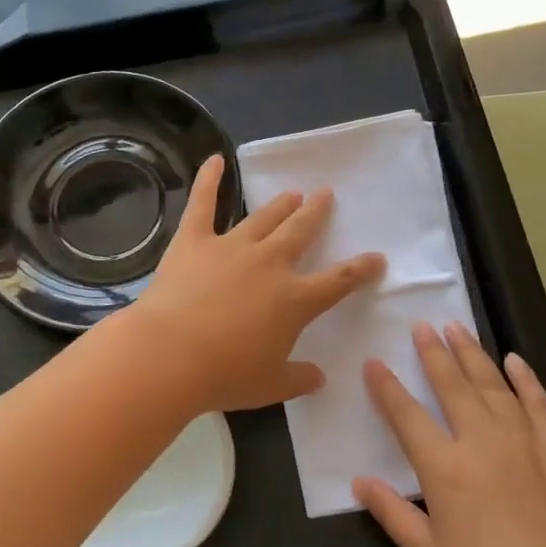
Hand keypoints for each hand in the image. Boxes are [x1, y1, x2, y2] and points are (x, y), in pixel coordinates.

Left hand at [126, 155, 384, 413]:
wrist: (169, 356)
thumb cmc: (224, 376)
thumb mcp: (270, 387)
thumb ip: (299, 380)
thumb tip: (319, 378)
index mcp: (294, 300)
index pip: (339, 281)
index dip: (360, 269)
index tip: (376, 257)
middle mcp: (270, 264)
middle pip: (300, 232)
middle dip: (316, 213)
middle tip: (324, 195)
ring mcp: (232, 247)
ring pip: (263, 218)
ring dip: (280, 204)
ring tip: (291, 193)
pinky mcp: (194, 241)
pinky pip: (203, 204)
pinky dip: (209, 180)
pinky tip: (215, 160)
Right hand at [354, 322, 545, 546]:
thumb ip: (391, 512)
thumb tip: (359, 481)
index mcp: (445, 468)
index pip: (407, 415)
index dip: (387, 387)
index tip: (374, 362)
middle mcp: (483, 442)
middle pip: (452, 386)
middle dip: (433, 353)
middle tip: (421, 327)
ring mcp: (526, 442)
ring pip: (494, 385)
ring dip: (473, 355)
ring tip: (457, 329)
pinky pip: (539, 403)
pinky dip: (525, 380)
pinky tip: (514, 361)